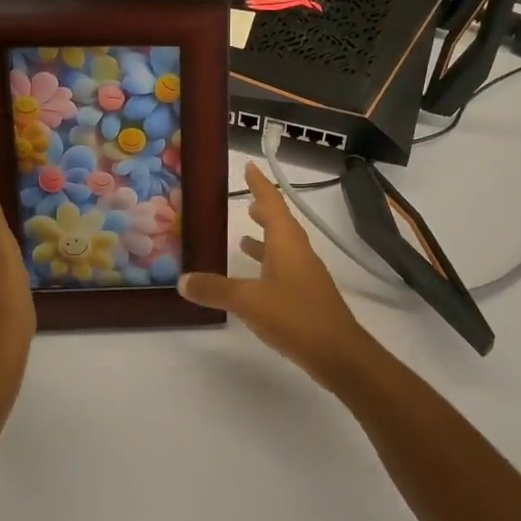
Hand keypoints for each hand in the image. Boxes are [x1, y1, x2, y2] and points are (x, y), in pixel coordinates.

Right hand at [178, 162, 373, 383]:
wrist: (338, 353)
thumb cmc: (295, 316)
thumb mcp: (248, 301)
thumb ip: (215, 289)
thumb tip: (183, 280)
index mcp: (287, 243)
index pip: (273, 204)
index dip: (260, 185)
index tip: (250, 167)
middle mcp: (299, 253)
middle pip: (281, 223)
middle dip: (263, 210)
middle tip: (245, 199)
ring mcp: (306, 275)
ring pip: (283, 247)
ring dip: (265, 238)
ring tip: (243, 236)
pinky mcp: (307, 296)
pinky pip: (284, 269)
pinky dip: (268, 265)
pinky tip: (255, 279)